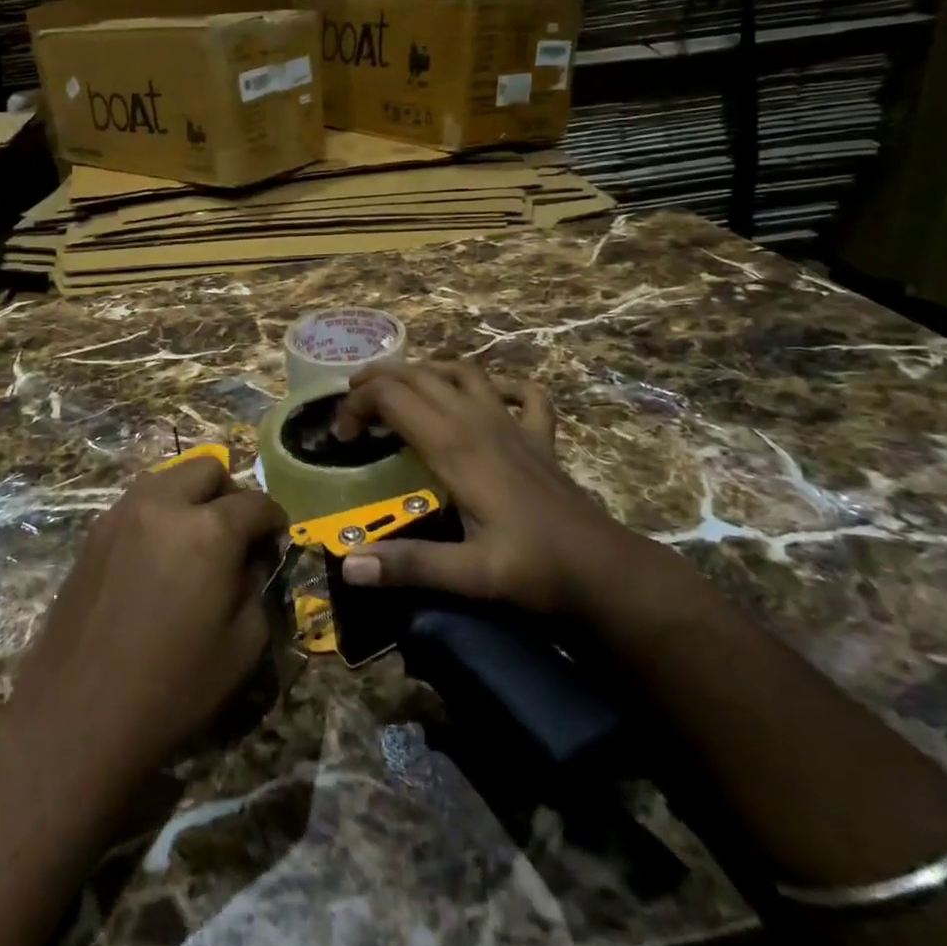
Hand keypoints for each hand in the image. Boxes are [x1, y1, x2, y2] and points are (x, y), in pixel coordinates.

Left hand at [0, 458, 286, 784]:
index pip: (257, 503)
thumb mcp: (242, 646)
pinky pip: (138, 501)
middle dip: (231, 495)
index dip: (275, 523)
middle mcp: (164, 505)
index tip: (275, 546)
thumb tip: (252, 562)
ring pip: (169, 477)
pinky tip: (158, 557)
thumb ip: (257, 588)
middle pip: (210, 469)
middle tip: (234, 537)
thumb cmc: (171, 687)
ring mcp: (123, 513)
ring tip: (194, 542)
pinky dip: (159, 513)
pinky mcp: (95, 532)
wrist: (77, 715)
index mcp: (209, 530)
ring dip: (191, 497)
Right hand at [331, 361, 623, 615]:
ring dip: (427, 370)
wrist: (605, 572)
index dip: (358, 406)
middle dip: (379, 379)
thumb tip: (349, 566)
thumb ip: (409, 565)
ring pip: (464, 372)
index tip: (341, 437)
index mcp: (455, 446)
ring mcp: (514, 425)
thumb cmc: (535, 570)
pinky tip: (489, 397)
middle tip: (352, 400)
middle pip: (420, 376)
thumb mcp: (469, 575)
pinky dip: (502, 385)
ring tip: (401, 385)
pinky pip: (523, 394)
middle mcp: (480, 422)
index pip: (393, 398)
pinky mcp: (540, 438)